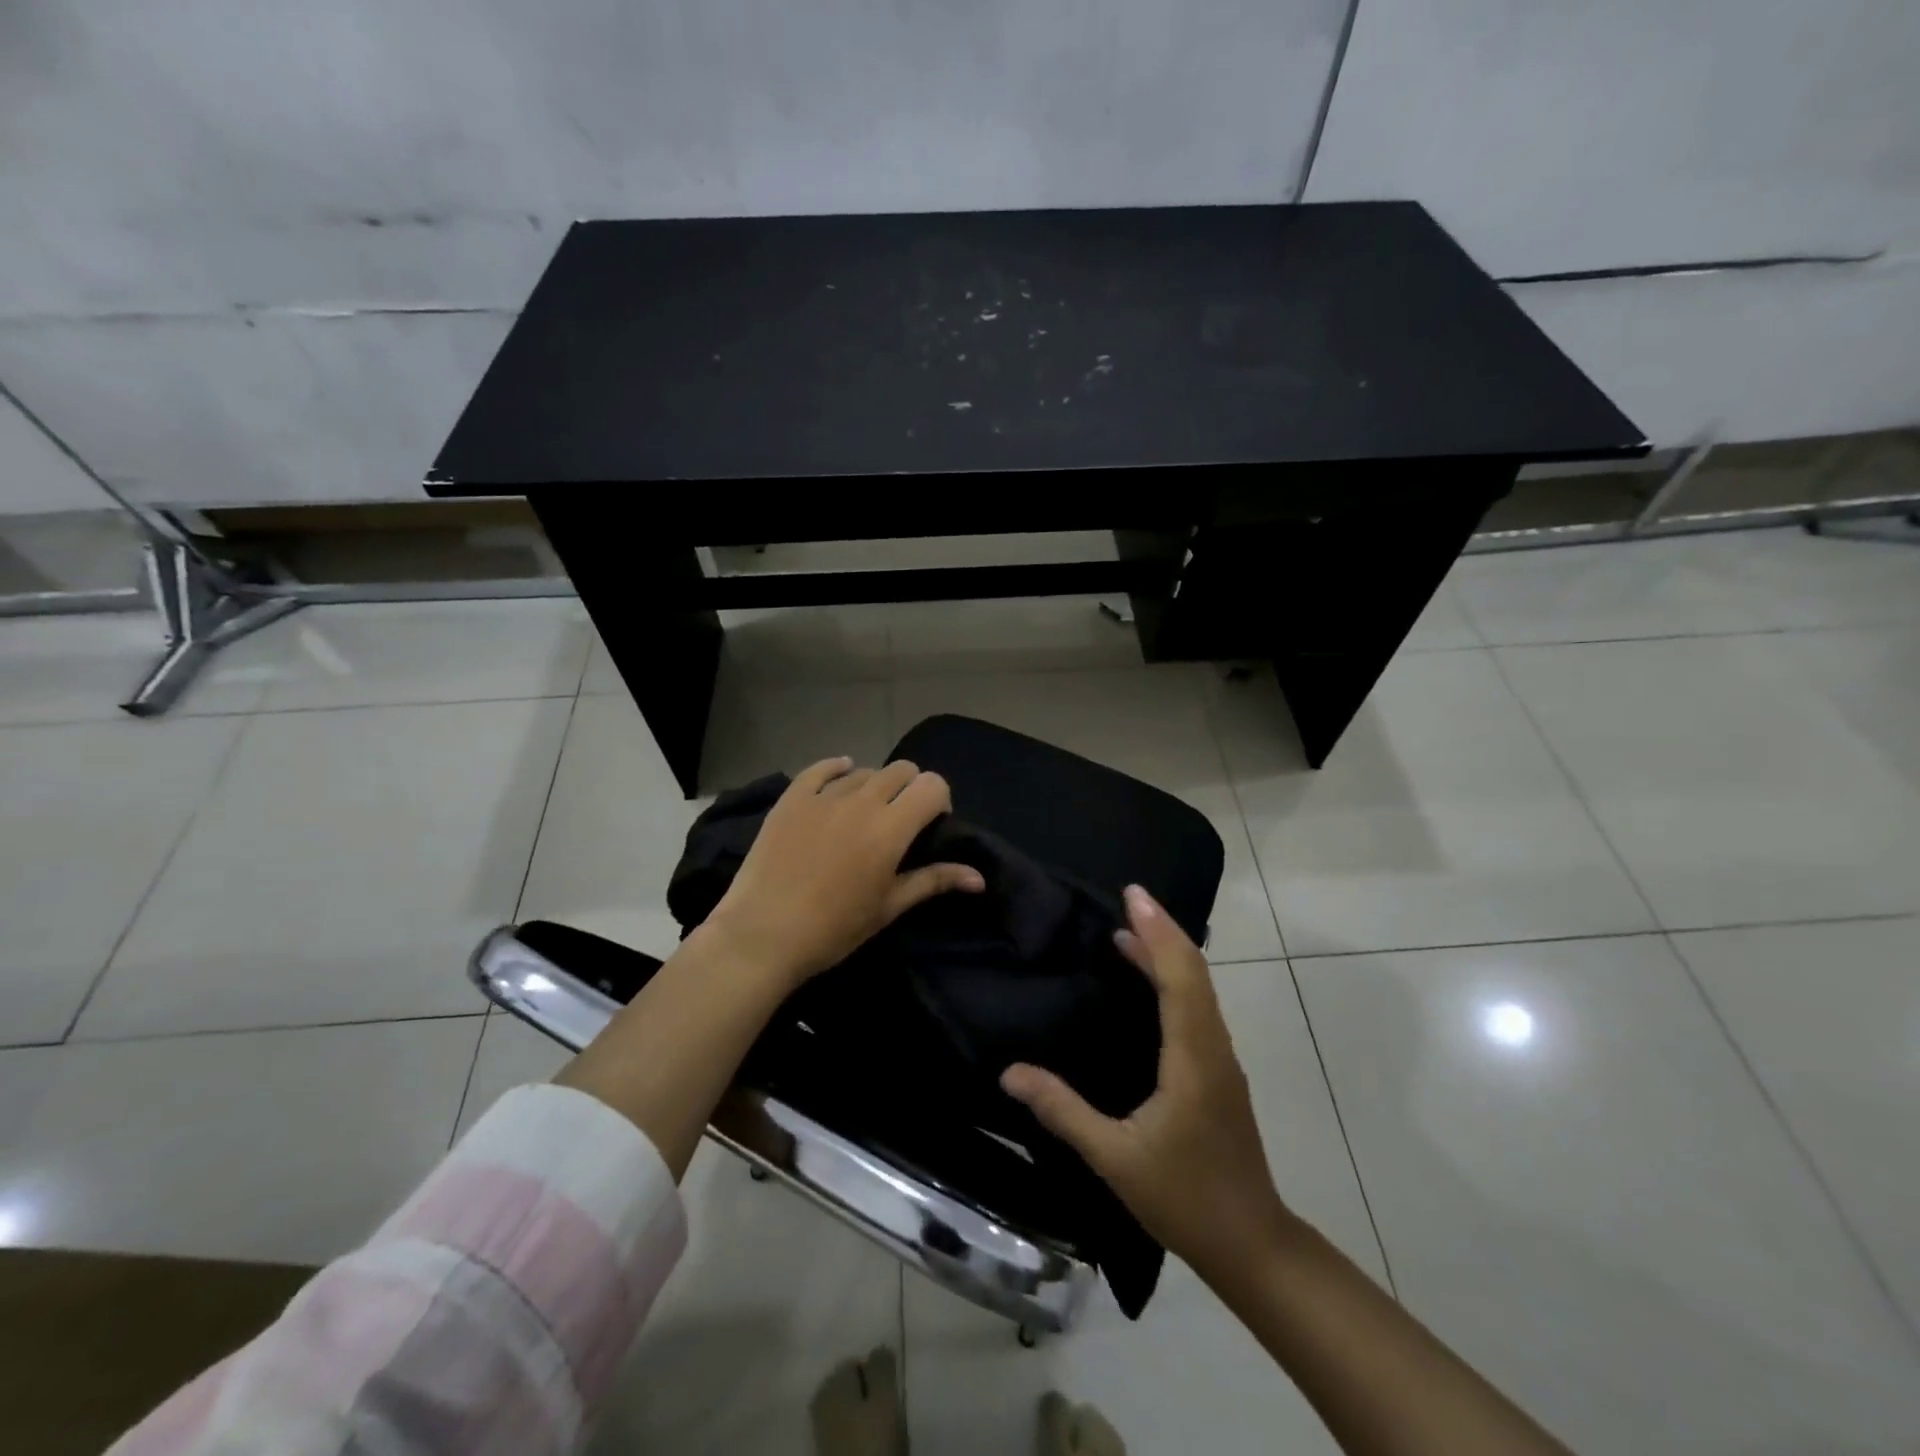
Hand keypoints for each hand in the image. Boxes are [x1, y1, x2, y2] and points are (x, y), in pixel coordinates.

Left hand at [702, 756, 984, 988]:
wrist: (763, 935)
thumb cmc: (834, 928)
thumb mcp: (889, 907)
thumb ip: (934, 881)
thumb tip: (979, 878)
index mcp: (891, 828)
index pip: (932, 785)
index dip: (938, 800)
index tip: (930, 824)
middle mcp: (862, 801)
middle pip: (902, 770)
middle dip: (910, 789)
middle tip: (899, 820)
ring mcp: (823, 796)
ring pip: (864, 771)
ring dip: (874, 786)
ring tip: (863, 815)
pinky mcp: (792, 798)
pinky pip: (821, 768)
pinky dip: (836, 769)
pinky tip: (840, 775)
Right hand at [1001, 884, 1290, 1285]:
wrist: (1252, 1245)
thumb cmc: (1185, 1198)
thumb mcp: (1114, 1158)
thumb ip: (1063, 1111)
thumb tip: (1010, 1073)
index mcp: (1193, 1057)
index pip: (1179, 977)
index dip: (1157, 931)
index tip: (1133, 895)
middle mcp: (1214, 1047)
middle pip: (1194, 972)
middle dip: (1162, 930)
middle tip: (1128, 899)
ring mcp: (1221, 1060)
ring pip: (1199, 989)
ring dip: (1168, 954)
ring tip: (1129, 932)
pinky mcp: (1220, 1073)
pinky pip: (1198, 1007)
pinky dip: (1175, 979)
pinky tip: (1149, 985)